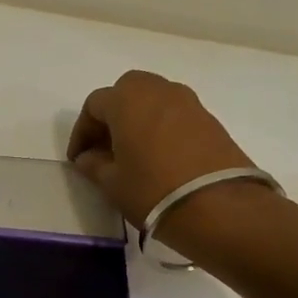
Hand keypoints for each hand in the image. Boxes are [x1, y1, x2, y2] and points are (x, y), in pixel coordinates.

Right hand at [67, 70, 266, 251]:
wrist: (219, 206)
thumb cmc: (152, 190)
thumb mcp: (112, 182)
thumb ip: (94, 164)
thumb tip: (89, 157)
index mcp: (127, 100)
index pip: (94, 105)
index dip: (81, 132)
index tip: (78, 158)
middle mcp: (158, 91)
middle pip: (126, 91)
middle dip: (111, 115)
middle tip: (104, 146)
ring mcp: (189, 102)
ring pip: (153, 100)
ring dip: (137, 119)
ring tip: (131, 152)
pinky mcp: (210, 119)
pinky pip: (175, 114)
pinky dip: (161, 127)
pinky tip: (158, 156)